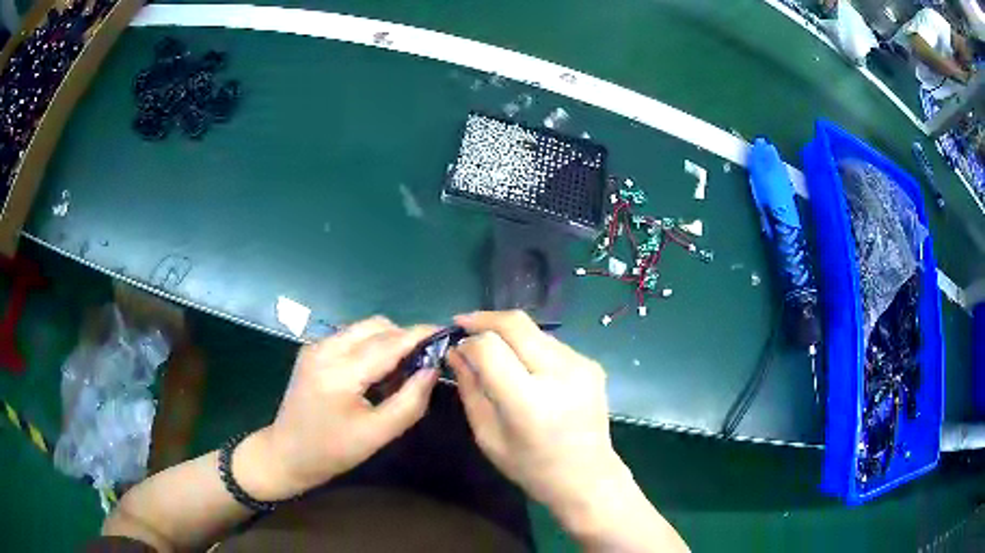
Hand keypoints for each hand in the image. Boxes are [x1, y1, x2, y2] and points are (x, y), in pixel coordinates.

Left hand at [236, 317, 438, 499]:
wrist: (286, 453)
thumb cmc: (332, 451)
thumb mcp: (377, 434)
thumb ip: (410, 401)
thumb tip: (432, 369)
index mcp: (340, 372)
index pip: (388, 343)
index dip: (419, 335)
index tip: (445, 332)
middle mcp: (325, 348)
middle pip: (376, 326)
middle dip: (404, 337)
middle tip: (422, 362)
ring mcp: (315, 346)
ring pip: (363, 328)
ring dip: (387, 340)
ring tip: (399, 370)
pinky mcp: (312, 350)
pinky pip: (350, 336)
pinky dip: (370, 346)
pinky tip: (374, 371)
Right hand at [447, 311, 631, 529]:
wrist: (588, 477)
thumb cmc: (531, 467)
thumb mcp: (488, 436)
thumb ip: (470, 390)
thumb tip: (456, 352)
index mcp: (529, 401)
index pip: (490, 347)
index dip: (468, 341)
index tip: (456, 347)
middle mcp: (559, 374)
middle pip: (515, 324)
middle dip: (484, 319)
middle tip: (464, 324)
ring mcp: (581, 365)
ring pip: (534, 330)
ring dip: (508, 332)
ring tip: (492, 348)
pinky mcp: (592, 364)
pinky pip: (551, 343)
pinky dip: (529, 346)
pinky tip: (523, 366)